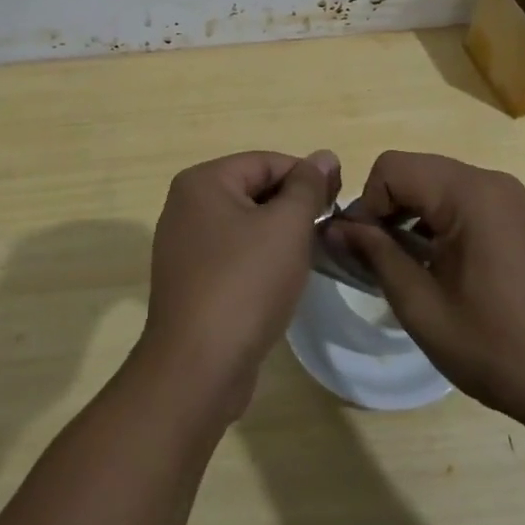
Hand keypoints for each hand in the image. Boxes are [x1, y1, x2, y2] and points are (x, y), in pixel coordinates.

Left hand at [135, 149, 340, 425]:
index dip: (307, 177)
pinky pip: (233, 256)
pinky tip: (282, 282)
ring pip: (245, 226)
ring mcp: (183, 246)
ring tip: (312, 255)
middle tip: (329, 230)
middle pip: (253, 191)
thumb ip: (307, 187)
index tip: (340, 200)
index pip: (266, 162)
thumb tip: (324, 156)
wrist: (198, 368)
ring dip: (279, 236)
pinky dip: (260, 261)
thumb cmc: (245, 284)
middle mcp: (186, 206)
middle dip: (293, 207)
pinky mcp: (190, 282)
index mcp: (202, 182)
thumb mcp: (287, 226)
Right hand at [338, 151, 524, 425]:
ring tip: (406, 266)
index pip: (392, 168)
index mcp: (469, 194)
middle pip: (415, 171)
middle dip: (387, 208)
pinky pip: (464, 201)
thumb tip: (335, 228)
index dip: (367, 204)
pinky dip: (439, 221)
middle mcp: (491, 182)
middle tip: (378, 259)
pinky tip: (440, 266)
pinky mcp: (521, 217)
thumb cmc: (497, 348)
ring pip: (437, 184)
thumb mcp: (422, 306)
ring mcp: (511, 198)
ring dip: (412, 215)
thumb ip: (376, 255)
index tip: (363, 250)